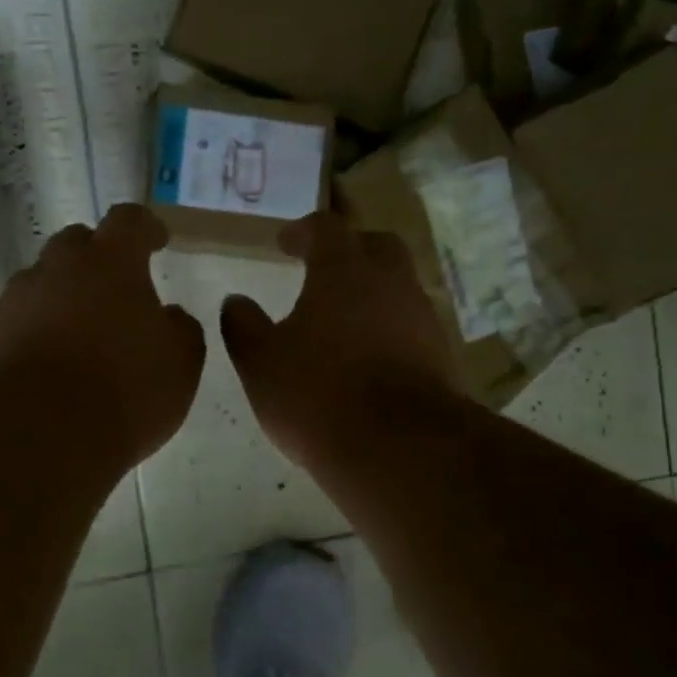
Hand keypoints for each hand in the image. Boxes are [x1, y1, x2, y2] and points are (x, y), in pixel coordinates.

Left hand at [0, 204, 204, 468]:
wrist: (38, 434)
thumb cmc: (124, 390)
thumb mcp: (180, 363)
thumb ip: (180, 329)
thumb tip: (169, 316)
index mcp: (111, 263)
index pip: (130, 221)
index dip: (146, 228)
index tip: (157, 241)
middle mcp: (57, 268)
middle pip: (75, 243)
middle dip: (95, 258)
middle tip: (113, 289)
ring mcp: (14, 299)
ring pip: (40, 283)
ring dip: (59, 298)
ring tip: (76, 335)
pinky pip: (13, 322)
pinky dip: (30, 333)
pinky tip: (42, 365)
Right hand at [220, 212, 459, 468]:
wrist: (399, 447)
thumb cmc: (317, 394)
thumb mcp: (261, 363)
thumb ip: (244, 326)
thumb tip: (235, 302)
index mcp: (343, 270)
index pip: (325, 229)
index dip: (303, 231)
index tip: (284, 244)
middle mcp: (389, 282)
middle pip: (375, 246)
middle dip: (349, 250)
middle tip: (324, 269)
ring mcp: (421, 317)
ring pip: (398, 287)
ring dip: (372, 293)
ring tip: (343, 320)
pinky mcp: (440, 354)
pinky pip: (410, 326)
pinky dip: (388, 329)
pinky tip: (368, 357)